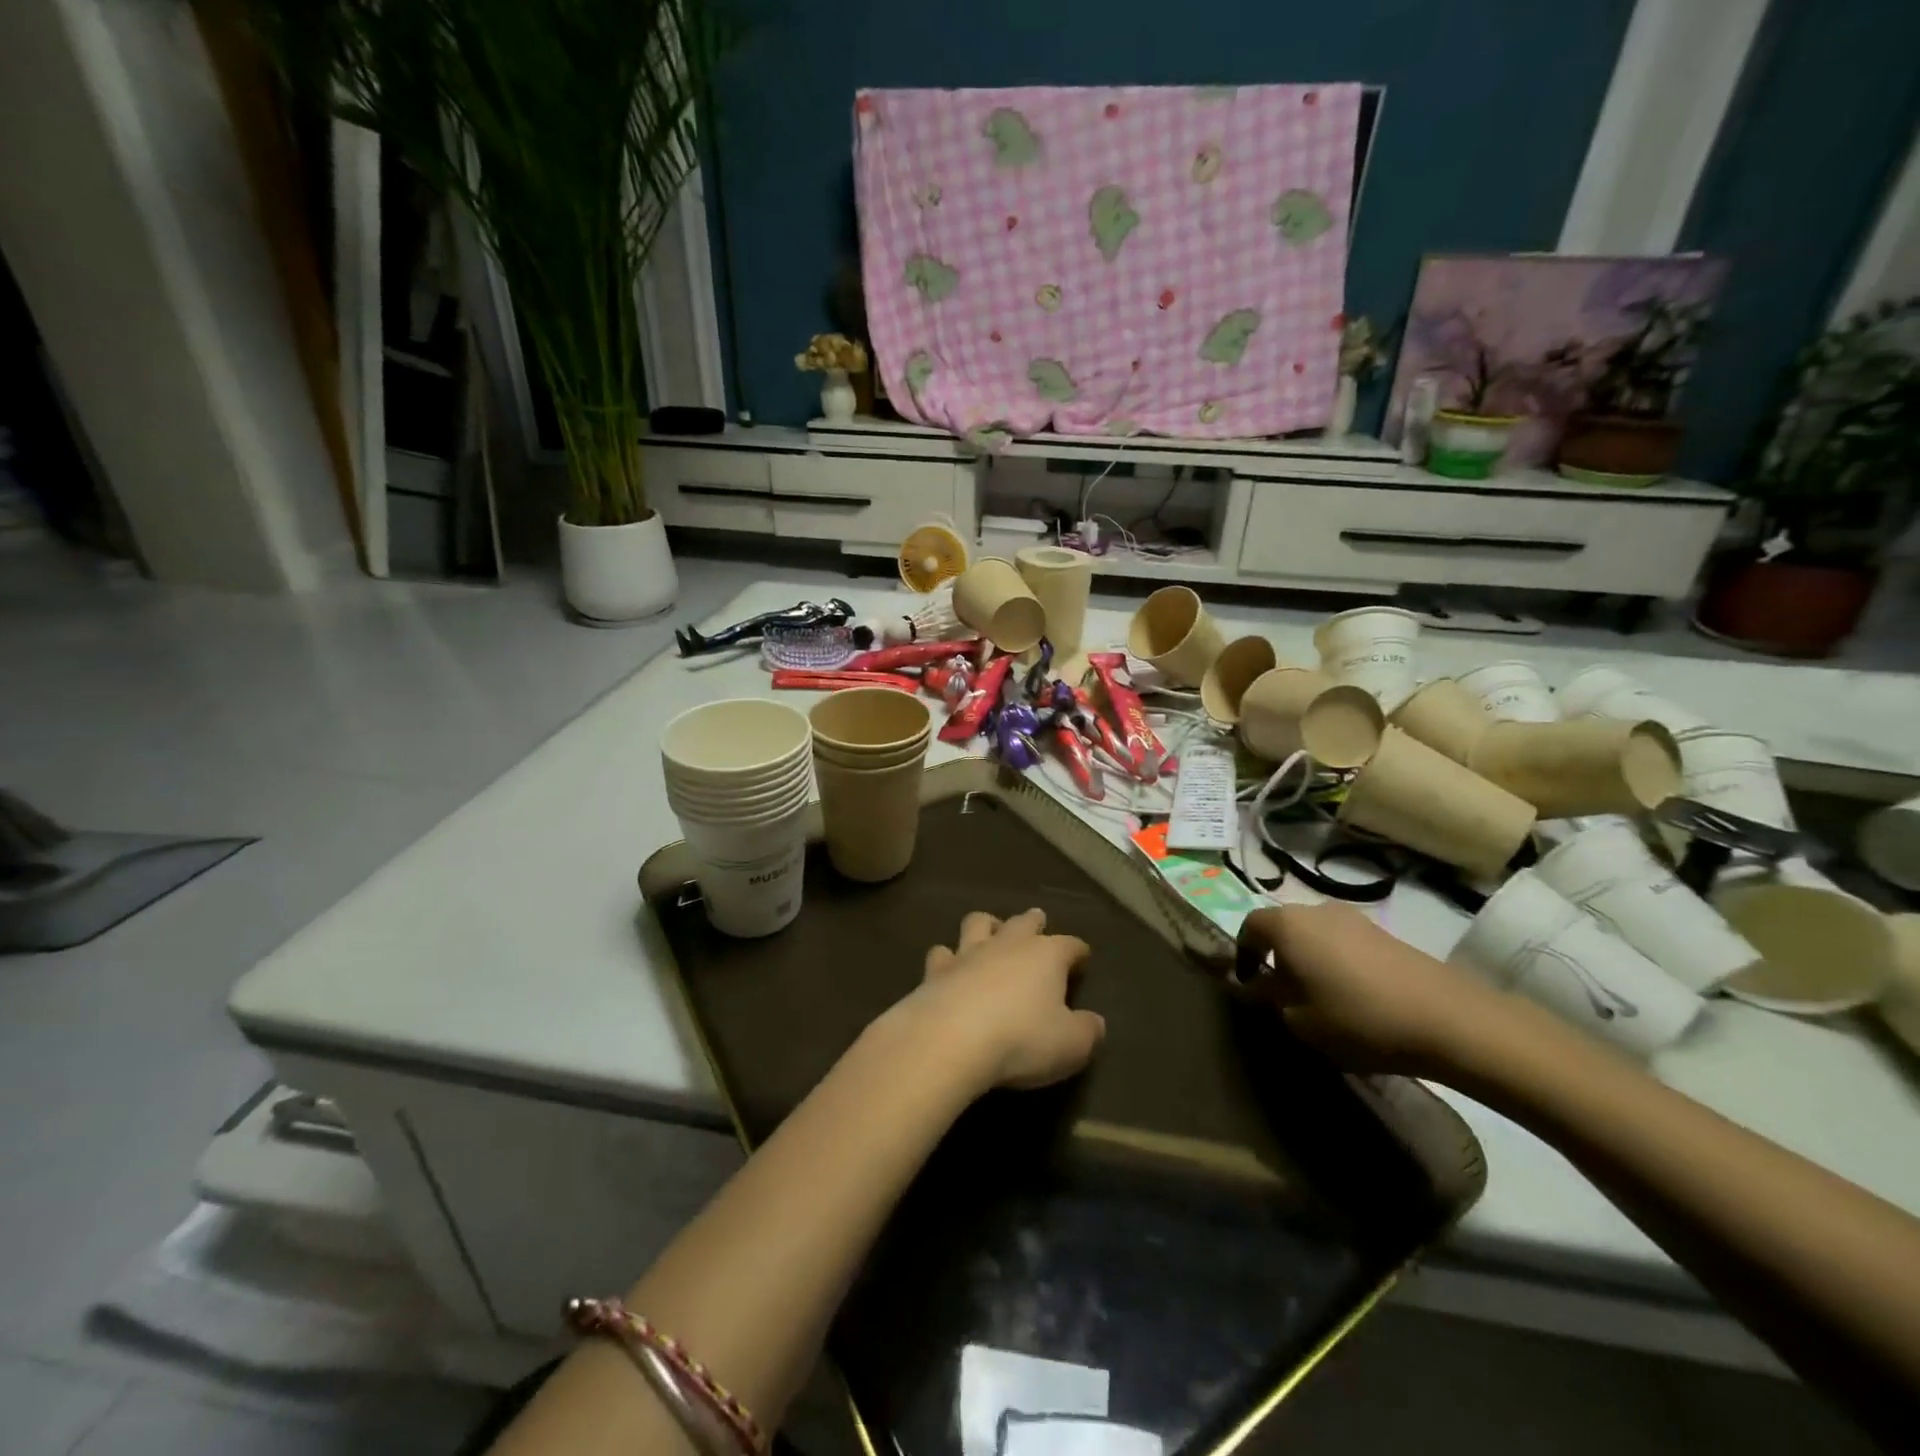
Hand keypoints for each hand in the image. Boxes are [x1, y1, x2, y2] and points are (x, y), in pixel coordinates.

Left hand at [899, 908, 1104, 1092]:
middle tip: (1037, 918)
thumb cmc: (1021, 1039)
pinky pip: (941, 953)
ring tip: (989, 929)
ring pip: (977, 923)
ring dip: (986, 925)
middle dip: (1032, 921)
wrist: (950, 1039)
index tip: (1083, 958)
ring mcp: (967, 953)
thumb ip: (1087, 1031)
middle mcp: (1007, 944)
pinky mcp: (935, 971)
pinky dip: (947, 958)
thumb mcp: (1071, 1045)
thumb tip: (1095, 1022)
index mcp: (1046, 955)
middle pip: (1022, 922)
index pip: (1070, 945)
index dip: (1078, 951)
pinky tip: (947, 966)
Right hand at [1236, 902, 1509, 1075]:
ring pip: (1315, 935)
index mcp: (1287, 924)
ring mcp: (1354, 919)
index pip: (1249, 927)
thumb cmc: (1356, 1017)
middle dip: (1277, 956)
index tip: (1247, 984)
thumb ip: (1268, 999)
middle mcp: (1315, 910)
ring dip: (1309, 959)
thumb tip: (1254, 987)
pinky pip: (1344, 943)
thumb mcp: (1298, 1020)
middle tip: (1281, 993)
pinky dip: (1337, 963)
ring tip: (1318, 997)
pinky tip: (1352, 996)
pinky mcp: (1385, 934)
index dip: (1242, 954)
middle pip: (1283, 927)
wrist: (1446, 1018)